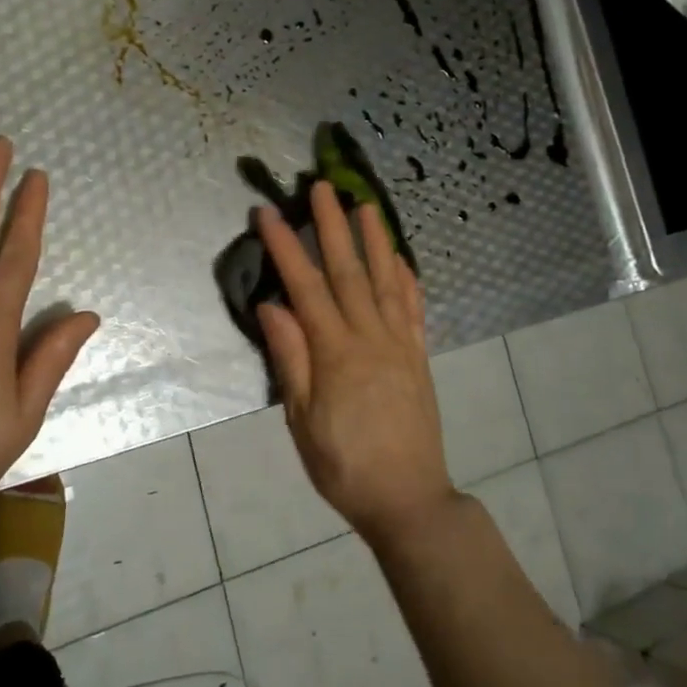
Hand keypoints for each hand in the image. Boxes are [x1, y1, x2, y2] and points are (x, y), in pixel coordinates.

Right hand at [255, 183, 457, 547]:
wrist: (408, 499)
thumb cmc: (343, 465)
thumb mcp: (301, 420)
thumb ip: (290, 359)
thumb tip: (271, 305)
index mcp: (336, 353)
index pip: (306, 287)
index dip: (285, 247)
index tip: (267, 213)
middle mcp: (371, 338)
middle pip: (348, 271)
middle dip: (332, 226)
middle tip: (321, 187)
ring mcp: (400, 344)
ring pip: (386, 280)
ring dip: (375, 240)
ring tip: (366, 205)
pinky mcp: (419, 356)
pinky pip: (413, 308)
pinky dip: (407, 278)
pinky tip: (401, 258)